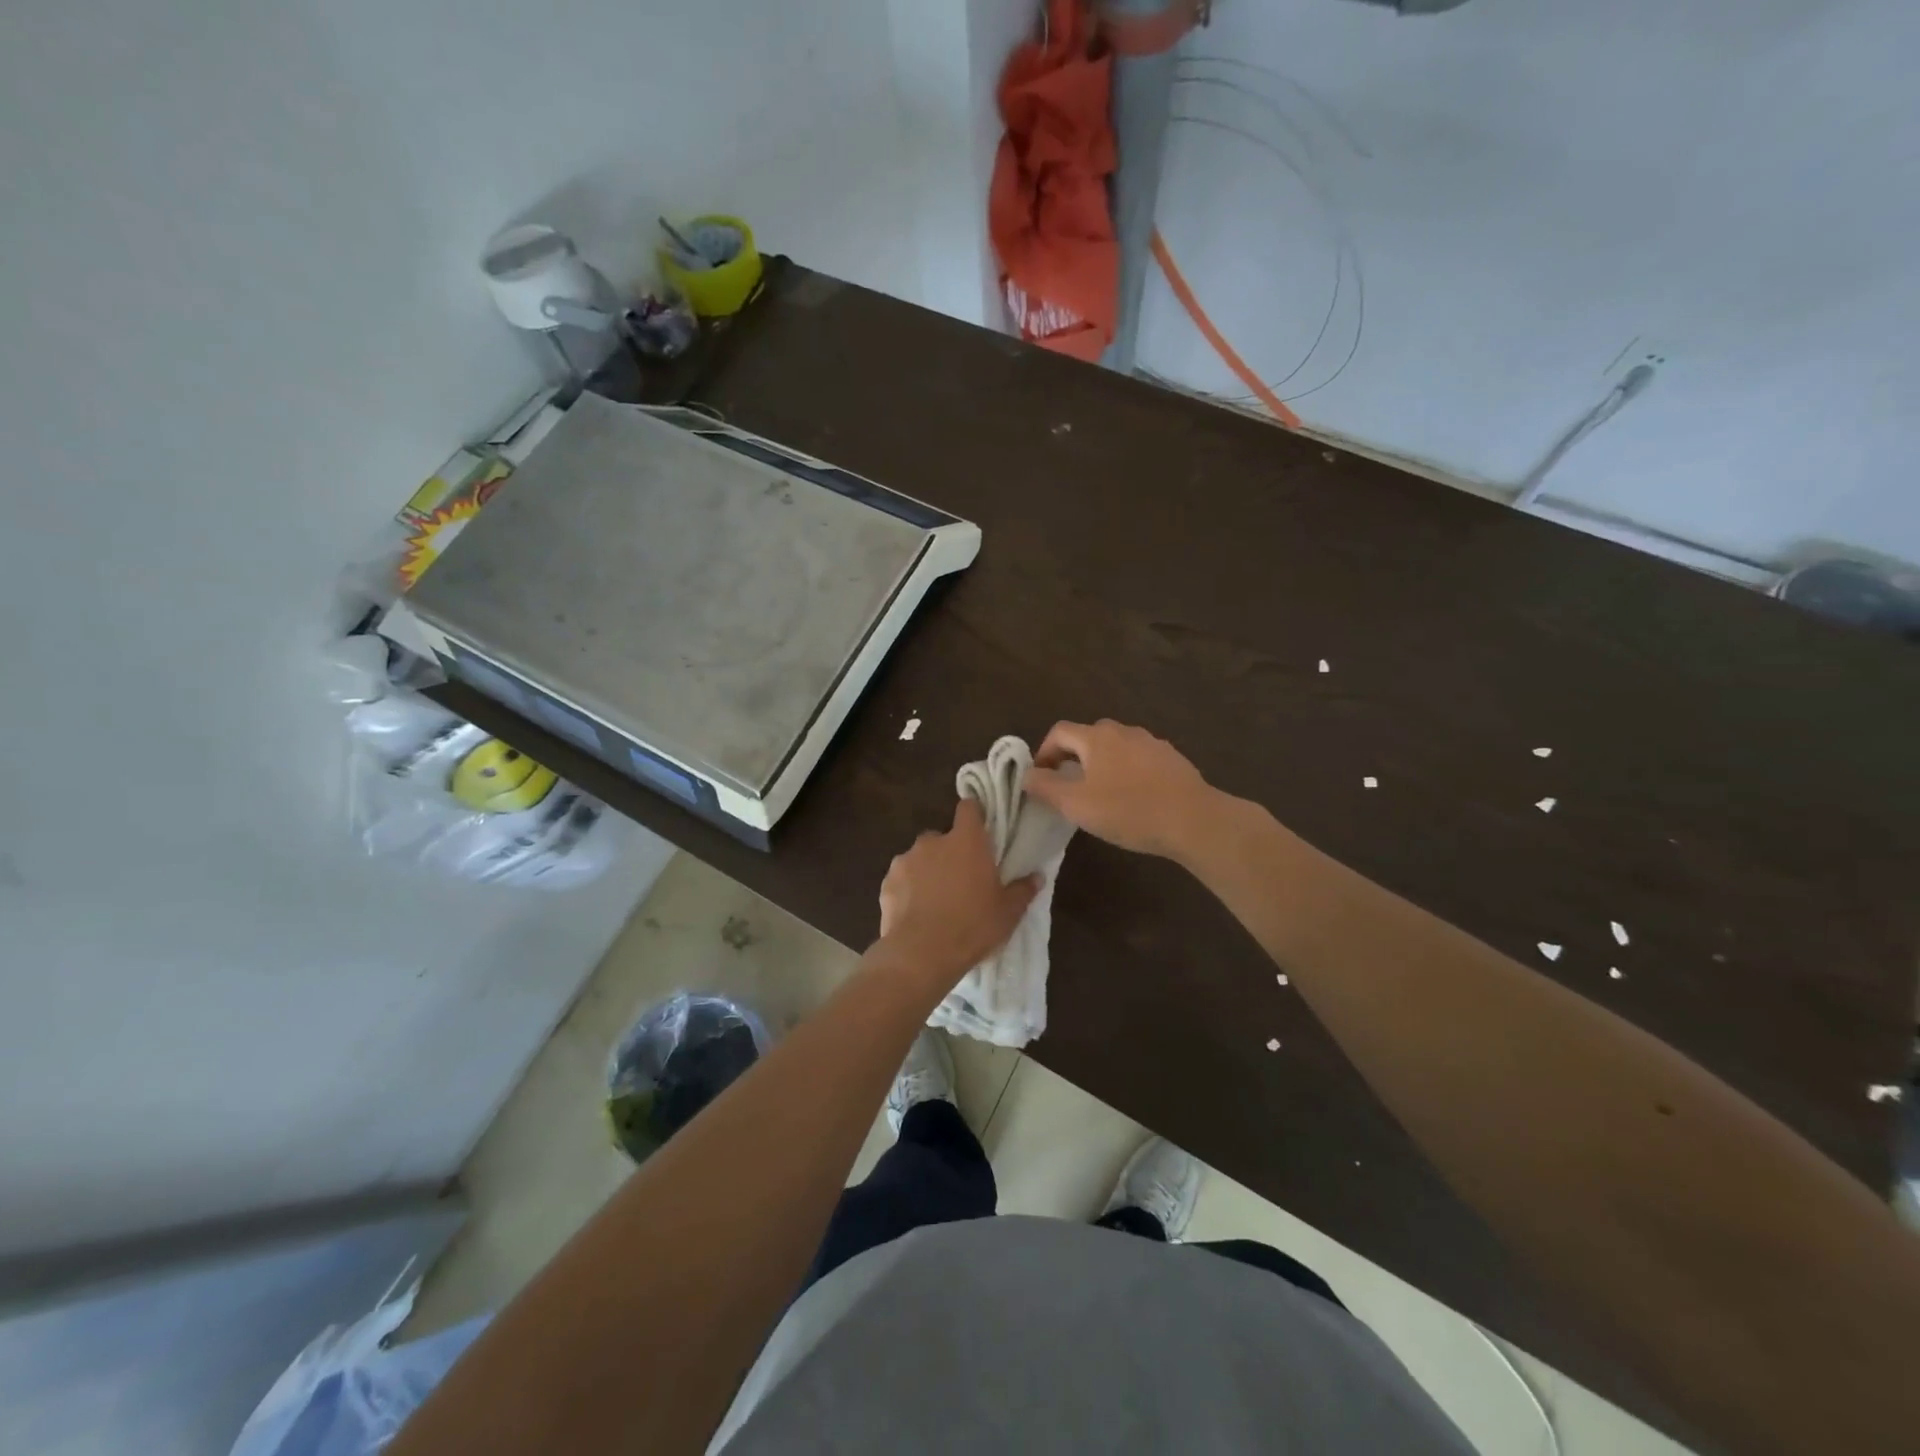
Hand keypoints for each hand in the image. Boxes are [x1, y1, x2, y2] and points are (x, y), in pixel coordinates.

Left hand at [877, 800, 1039, 986]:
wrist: (921, 954)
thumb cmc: (972, 926)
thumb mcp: (1008, 913)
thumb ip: (1022, 890)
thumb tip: (1037, 877)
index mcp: (966, 841)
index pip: (969, 808)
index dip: (974, 815)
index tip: (980, 830)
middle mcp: (933, 842)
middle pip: (943, 837)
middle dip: (950, 853)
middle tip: (961, 880)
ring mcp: (905, 860)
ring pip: (920, 859)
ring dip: (928, 872)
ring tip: (936, 902)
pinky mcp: (887, 882)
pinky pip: (902, 880)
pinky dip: (908, 890)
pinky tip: (916, 913)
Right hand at [1025, 719, 1218, 859]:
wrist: (1193, 820)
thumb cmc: (1128, 810)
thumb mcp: (1076, 804)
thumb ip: (1046, 787)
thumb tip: (1026, 775)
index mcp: (1097, 737)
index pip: (1059, 731)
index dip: (1043, 752)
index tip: (1040, 779)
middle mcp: (1123, 731)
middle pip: (1088, 736)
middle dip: (1072, 757)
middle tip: (1067, 787)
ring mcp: (1151, 743)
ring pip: (1115, 748)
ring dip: (1100, 765)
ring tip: (1099, 795)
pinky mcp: (1172, 760)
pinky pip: (1138, 760)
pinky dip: (1126, 772)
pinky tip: (1132, 799)